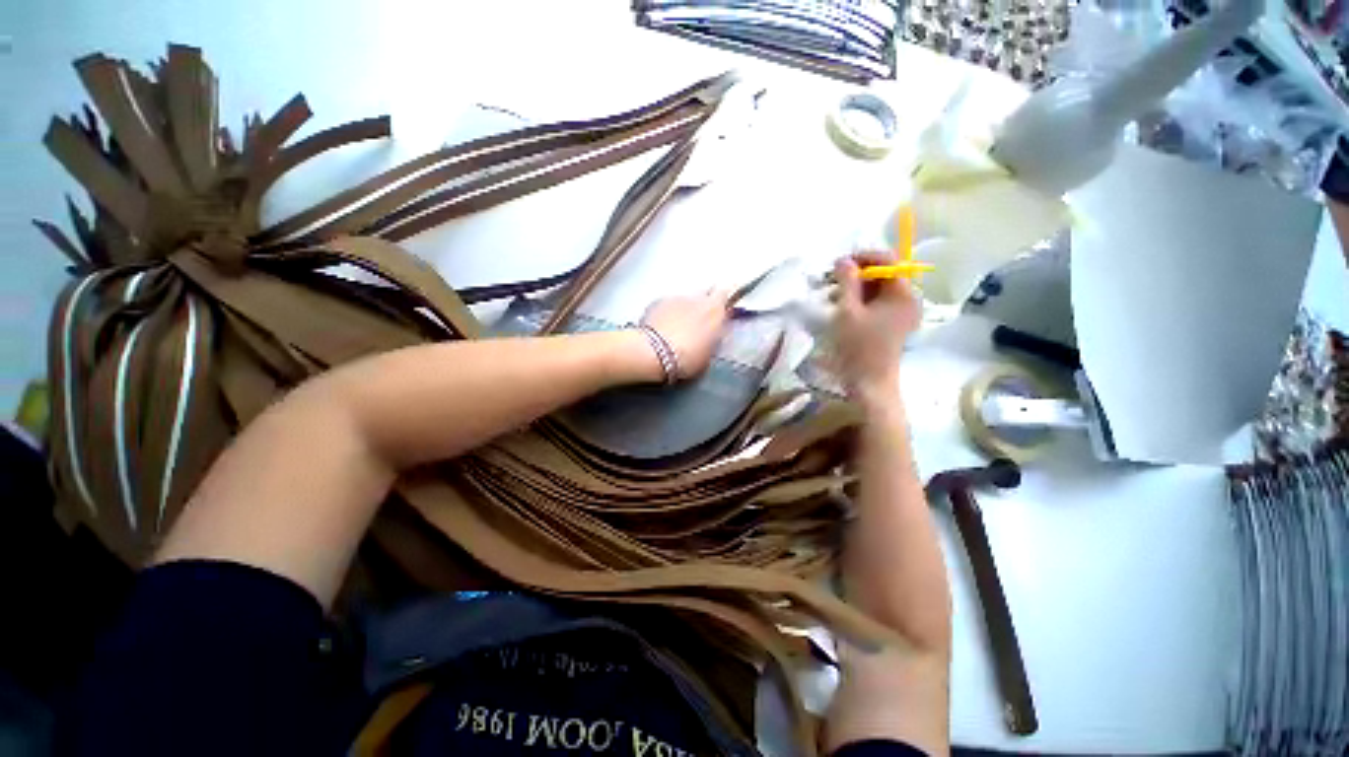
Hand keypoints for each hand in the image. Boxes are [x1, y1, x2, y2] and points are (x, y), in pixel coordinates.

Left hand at [640, 290, 730, 379]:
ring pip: (685, 301)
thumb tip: (712, 334)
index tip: (721, 310)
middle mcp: (697, 298)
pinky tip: (661, 329)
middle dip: (703, 305)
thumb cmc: (687, 358)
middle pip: (705, 294)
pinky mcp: (657, 301)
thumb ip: (713, 338)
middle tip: (698, 323)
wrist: (653, 353)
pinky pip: (667, 305)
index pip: (725, 293)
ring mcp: (676, 298)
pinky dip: (667, 314)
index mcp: (715, 310)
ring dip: (684, 311)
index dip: (723, 300)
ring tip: (676, 330)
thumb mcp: (708, 354)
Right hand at [833, 253, 921, 403]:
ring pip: (878, 289)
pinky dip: (860, 300)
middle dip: (857, 274)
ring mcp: (902, 313)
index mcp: (903, 294)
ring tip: (834, 295)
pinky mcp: (893, 324)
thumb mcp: (848, 310)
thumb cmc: (858, 347)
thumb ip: (846, 281)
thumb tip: (843, 260)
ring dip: (856, 288)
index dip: (863, 257)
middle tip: (832, 280)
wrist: (868, 383)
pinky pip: (877, 303)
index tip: (839, 263)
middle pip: (883, 274)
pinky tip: (843, 307)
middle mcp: (908, 300)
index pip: (887, 261)